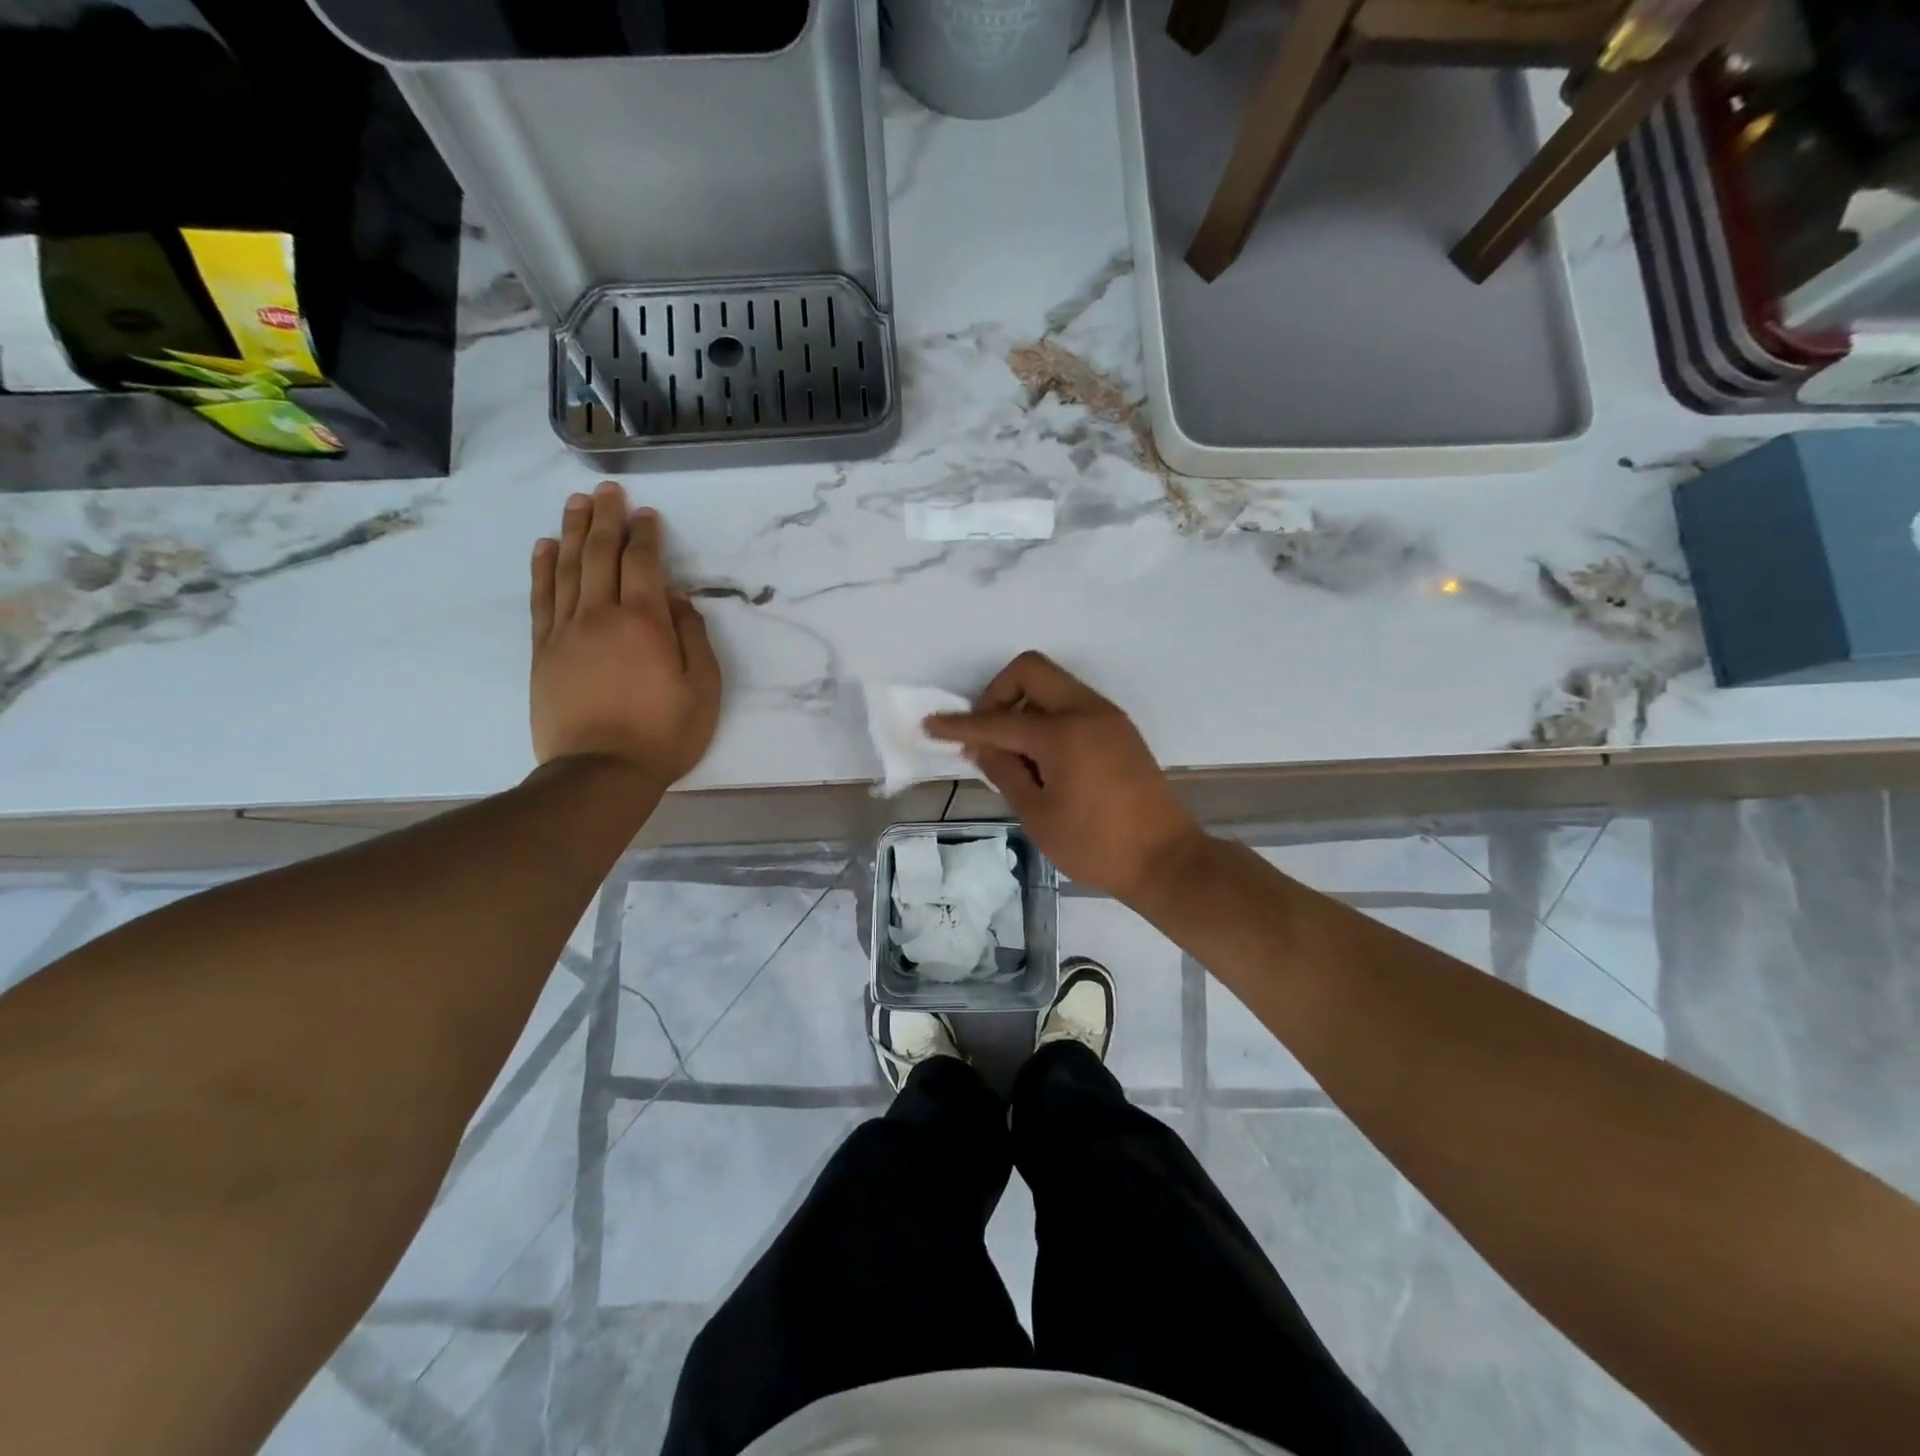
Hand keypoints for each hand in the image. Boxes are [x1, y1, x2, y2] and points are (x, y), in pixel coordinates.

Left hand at [530, 482, 721, 785]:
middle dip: (606, 519)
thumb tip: (677, 599)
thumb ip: (693, 637)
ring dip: (573, 532)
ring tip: (577, 504)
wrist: (600, 772)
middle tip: (609, 491)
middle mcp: (600, 615)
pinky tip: (546, 548)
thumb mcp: (703, 689)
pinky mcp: (544, 651)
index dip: (646, 535)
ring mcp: (566, 632)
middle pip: (600, 554)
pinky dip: (544, 569)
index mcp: (644, 622)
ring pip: (568, 569)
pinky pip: (542, 599)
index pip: (642, 563)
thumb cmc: (663, 733)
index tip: (647, 514)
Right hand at [925, 651, 1207, 901]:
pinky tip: (1042, 757)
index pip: (998, 720)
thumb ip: (1005, 771)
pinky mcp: (1120, 729)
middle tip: (987, 734)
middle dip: (998, 694)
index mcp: (1063, 733)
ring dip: (1024, 705)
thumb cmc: (1095, 846)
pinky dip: (1048, 717)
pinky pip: (1073, 704)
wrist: (1166, 860)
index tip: (931, 724)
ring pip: (1054, 684)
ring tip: (1014, 753)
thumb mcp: (1038, 814)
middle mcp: (1087, 711)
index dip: (960, 724)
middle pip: (1030, 671)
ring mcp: (1108, 717)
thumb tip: (981, 745)